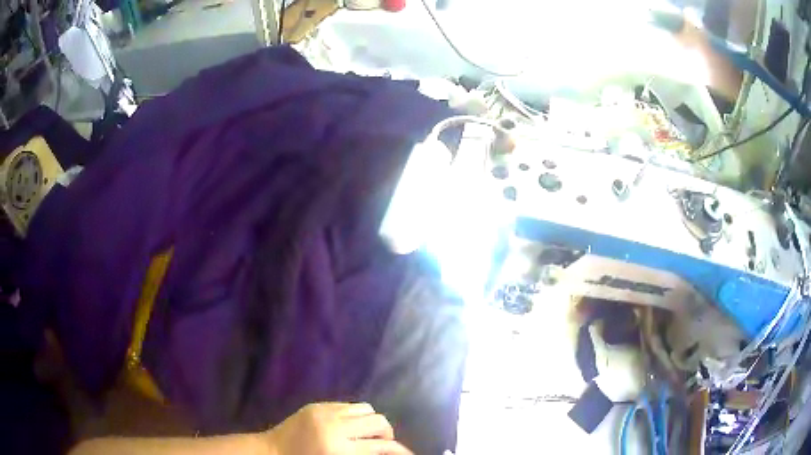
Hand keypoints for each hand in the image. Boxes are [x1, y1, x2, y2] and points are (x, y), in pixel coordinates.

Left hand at [263, 402, 412, 454]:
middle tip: (383, 444)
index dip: (400, 450)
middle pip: (378, 422)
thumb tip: (386, 451)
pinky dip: (356, 415)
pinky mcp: (317, 405)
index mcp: (339, 449)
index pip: (382, 447)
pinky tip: (349, 426)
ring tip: (366, 434)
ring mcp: (326, 412)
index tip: (408, 454)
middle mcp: (336, 427)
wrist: (272, 452)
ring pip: (366, 409)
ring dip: (372, 422)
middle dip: (387, 434)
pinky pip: (348, 405)